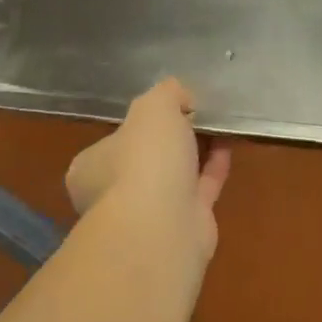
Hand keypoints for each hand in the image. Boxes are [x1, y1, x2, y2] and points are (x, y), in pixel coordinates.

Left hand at [66, 79, 230, 258]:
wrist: (163, 227)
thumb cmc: (144, 159)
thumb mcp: (153, 106)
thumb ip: (166, 93)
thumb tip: (181, 97)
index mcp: (91, 167)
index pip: (115, 140)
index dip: (142, 122)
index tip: (170, 106)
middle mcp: (114, 194)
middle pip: (147, 158)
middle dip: (172, 139)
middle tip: (197, 114)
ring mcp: (149, 215)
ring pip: (175, 175)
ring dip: (196, 151)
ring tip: (219, 123)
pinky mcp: (184, 227)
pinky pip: (201, 189)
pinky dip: (214, 166)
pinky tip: (229, 143)